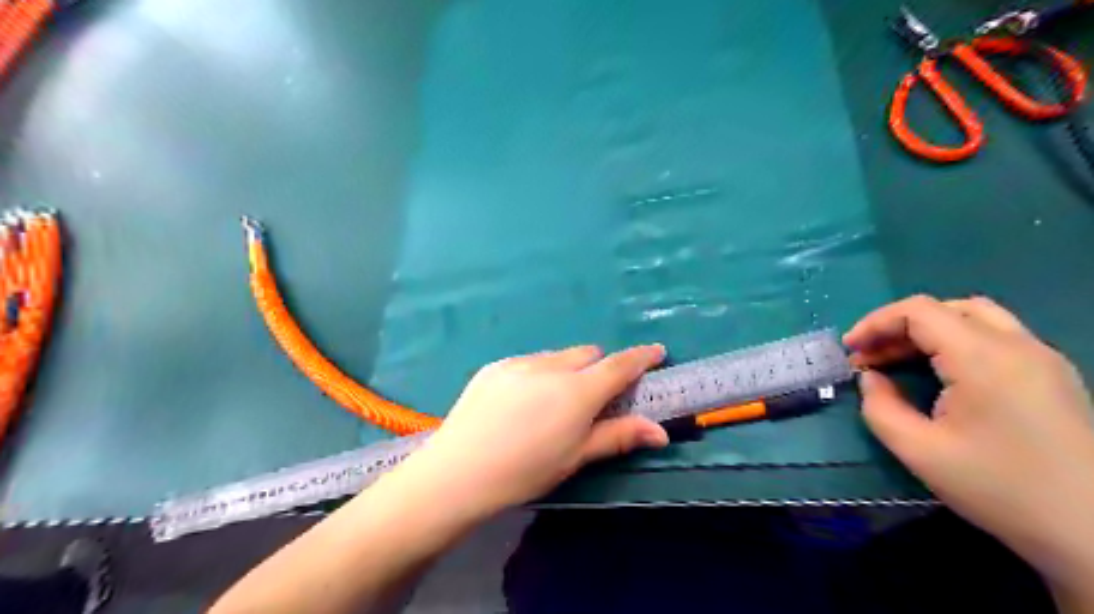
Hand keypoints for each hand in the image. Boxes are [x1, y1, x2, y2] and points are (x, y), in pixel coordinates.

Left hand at [400, 346, 671, 518]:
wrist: (458, 472)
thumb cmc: (525, 471)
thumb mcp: (576, 456)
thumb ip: (618, 436)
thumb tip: (660, 432)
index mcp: (577, 391)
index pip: (619, 365)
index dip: (641, 357)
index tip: (656, 352)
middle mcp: (551, 366)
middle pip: (588, 354)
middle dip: (598, 369)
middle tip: (591, 399)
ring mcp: (519, 362)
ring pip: (557, 357)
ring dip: (566, 371)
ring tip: (549, 405)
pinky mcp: (495, 366)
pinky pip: (529, 361)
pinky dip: (538, 374)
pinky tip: (520, 404)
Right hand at [849, 294, 1093, 591]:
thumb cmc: (1000, 489)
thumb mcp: (918, 451)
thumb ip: (880, 406)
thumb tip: (871, 379)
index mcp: (983, 357)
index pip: (918, 311)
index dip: (874, 323)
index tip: (849, 350)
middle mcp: (1018, 345)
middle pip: (946, 309)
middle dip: (897, 326)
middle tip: (869, 357)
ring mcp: (1043, 359)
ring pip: (974, 318)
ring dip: (927, 331)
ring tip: (898, 361)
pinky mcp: (1053, 376)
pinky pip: (996, 338)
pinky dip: (955, 343)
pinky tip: (939, 374)